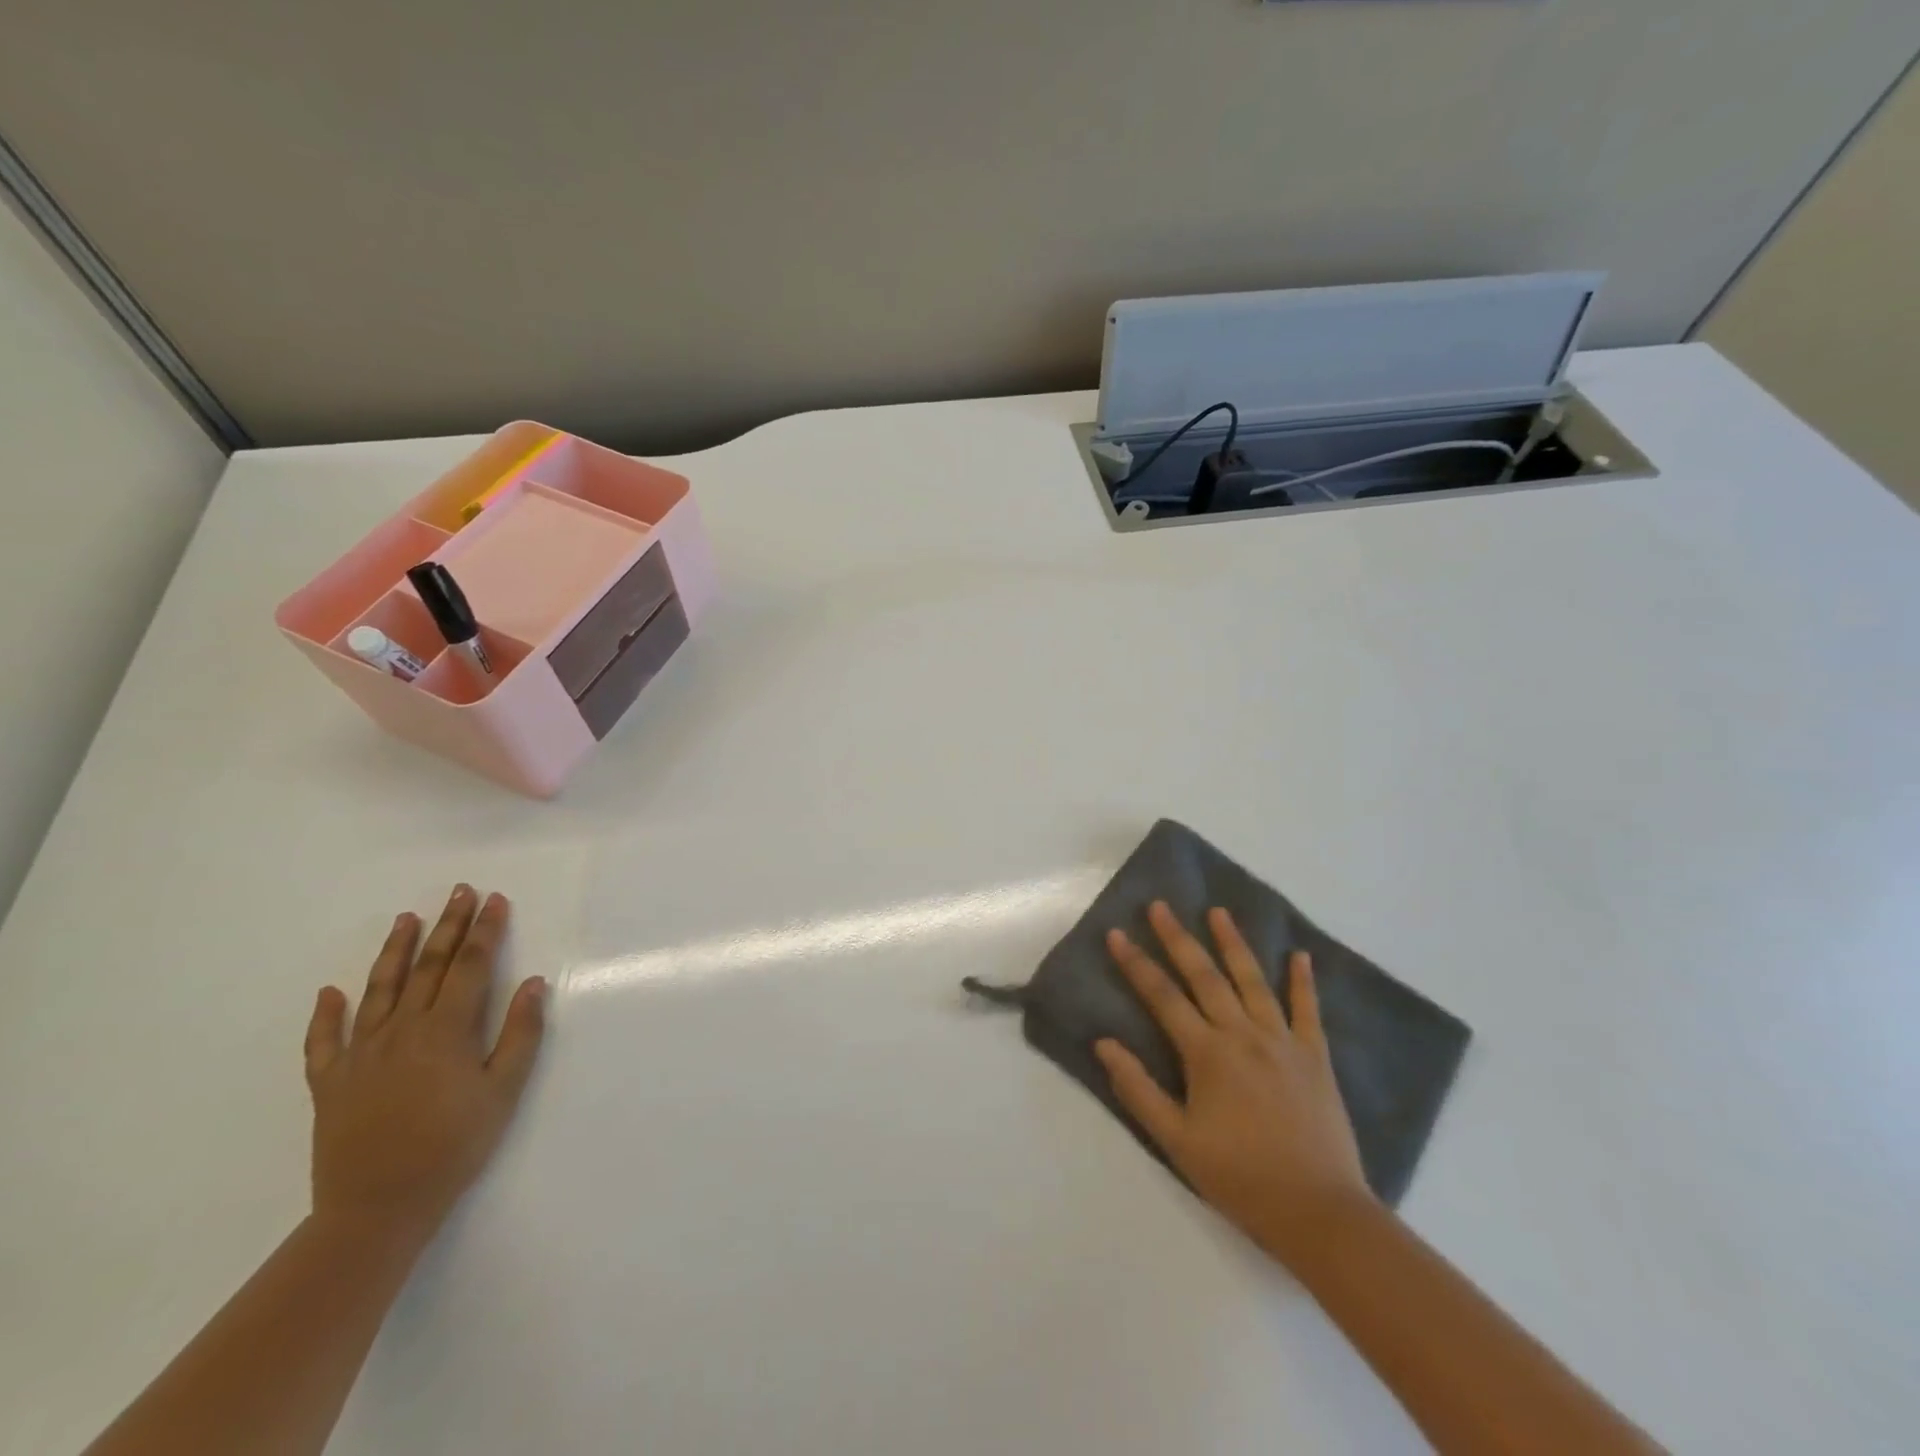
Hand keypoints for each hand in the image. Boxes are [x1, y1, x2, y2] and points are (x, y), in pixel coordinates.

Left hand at [303, 885, 546, 1251]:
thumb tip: (532, 984)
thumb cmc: (453, 1146)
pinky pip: (324, 1041)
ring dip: (394, 951)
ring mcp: (361, 1054)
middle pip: (428, 967)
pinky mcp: (330, 1082)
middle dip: (449, 926)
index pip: (471, 967)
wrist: (378, 1207)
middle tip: (459, 892)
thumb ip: (520, 1034)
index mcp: (446, 1031)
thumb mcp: (503, 1091)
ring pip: (378, 990)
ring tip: (406, 919)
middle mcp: (402, 1030)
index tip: (496, 901)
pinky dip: (326, 1014)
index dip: (486, 931)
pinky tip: (330, 993)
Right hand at [1095, 901, 1373, 1268]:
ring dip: (1233, 943)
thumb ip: (1138, 1090)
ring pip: (1253, 981)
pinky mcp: (1315, 1057)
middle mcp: (1243, 1035)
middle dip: (1178, 938)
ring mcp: (1283, 1042)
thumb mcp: (1176, 1141)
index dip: (1136, 964)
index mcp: (1207, 1054)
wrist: (1319, 1212)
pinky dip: (1303, 981)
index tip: (1117, 934)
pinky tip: (1300, 955)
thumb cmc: (1240, 1177)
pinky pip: (1308, 1011)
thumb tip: (1104, 1043)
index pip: (1162, 997)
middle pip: (1205, 976)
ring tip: (1218, 912)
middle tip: (1160, 905)